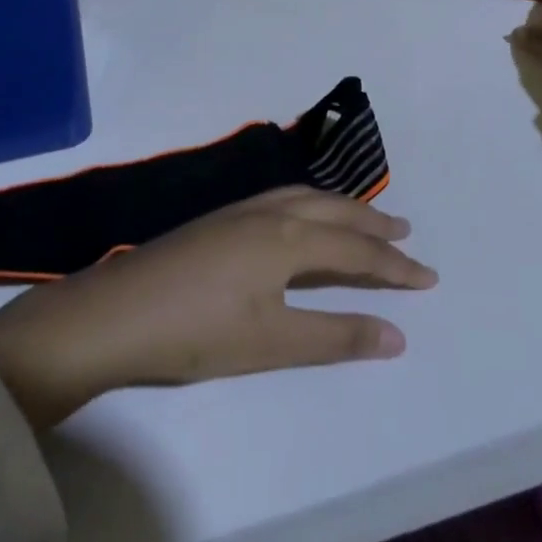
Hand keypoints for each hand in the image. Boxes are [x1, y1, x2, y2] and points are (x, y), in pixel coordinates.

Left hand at [0, 187, 436, 428]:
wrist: (112, 316)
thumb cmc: (196, 332)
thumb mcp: (272, 342)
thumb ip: (336, 336)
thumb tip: (399, 335)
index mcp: (286, 239)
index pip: (356, 250)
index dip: (395, 266)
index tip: (429, 277)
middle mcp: (266, 214)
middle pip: (333, 212)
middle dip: (372, 223)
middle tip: (405, 232)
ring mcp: (236, 213)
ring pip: (302, 199)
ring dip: (339, 208)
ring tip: (362, 219)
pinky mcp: (214, 222)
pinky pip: (278, 200)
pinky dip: (307, 205)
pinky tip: (298, 220)